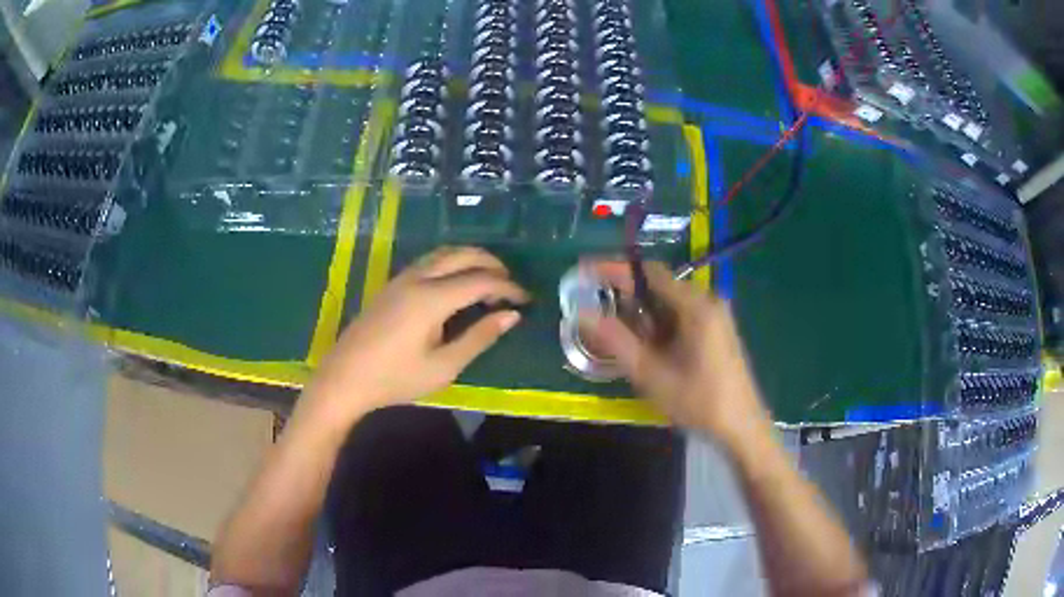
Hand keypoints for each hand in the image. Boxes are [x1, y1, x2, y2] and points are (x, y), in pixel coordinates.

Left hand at [304, 247, 527, 425]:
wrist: (345, 377)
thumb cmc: (395, 378)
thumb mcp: (443, 366)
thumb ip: (479, 338)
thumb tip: (511, 316)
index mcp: (432, 298)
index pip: (480, 280)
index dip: (508, 287)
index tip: (527, 300)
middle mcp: (418, 278)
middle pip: (462, 255)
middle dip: (492, 263)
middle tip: (511, 283)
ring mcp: (401, 278)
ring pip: (443, 253)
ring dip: (470, 258)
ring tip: (489, 278)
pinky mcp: (392, 284)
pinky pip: (429, 261)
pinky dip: (452, 263)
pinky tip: (456, 283)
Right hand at [579, 260, 770, 446]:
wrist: (741, 426)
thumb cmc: (698, 401)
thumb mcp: (651, 374)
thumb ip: (616, 340)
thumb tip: (583, 314)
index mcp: (695, 305)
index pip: (648, 272)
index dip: (614, 268)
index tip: (585, 271)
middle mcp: (707, 300)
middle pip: (659, 284)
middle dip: (626, 293)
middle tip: (595, 308)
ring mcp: (715, 314)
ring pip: (669, 300)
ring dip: (642, 311)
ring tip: (616, 330)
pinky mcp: (717, 328)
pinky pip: (681, 313)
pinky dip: (659, 322)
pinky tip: (646, 343)